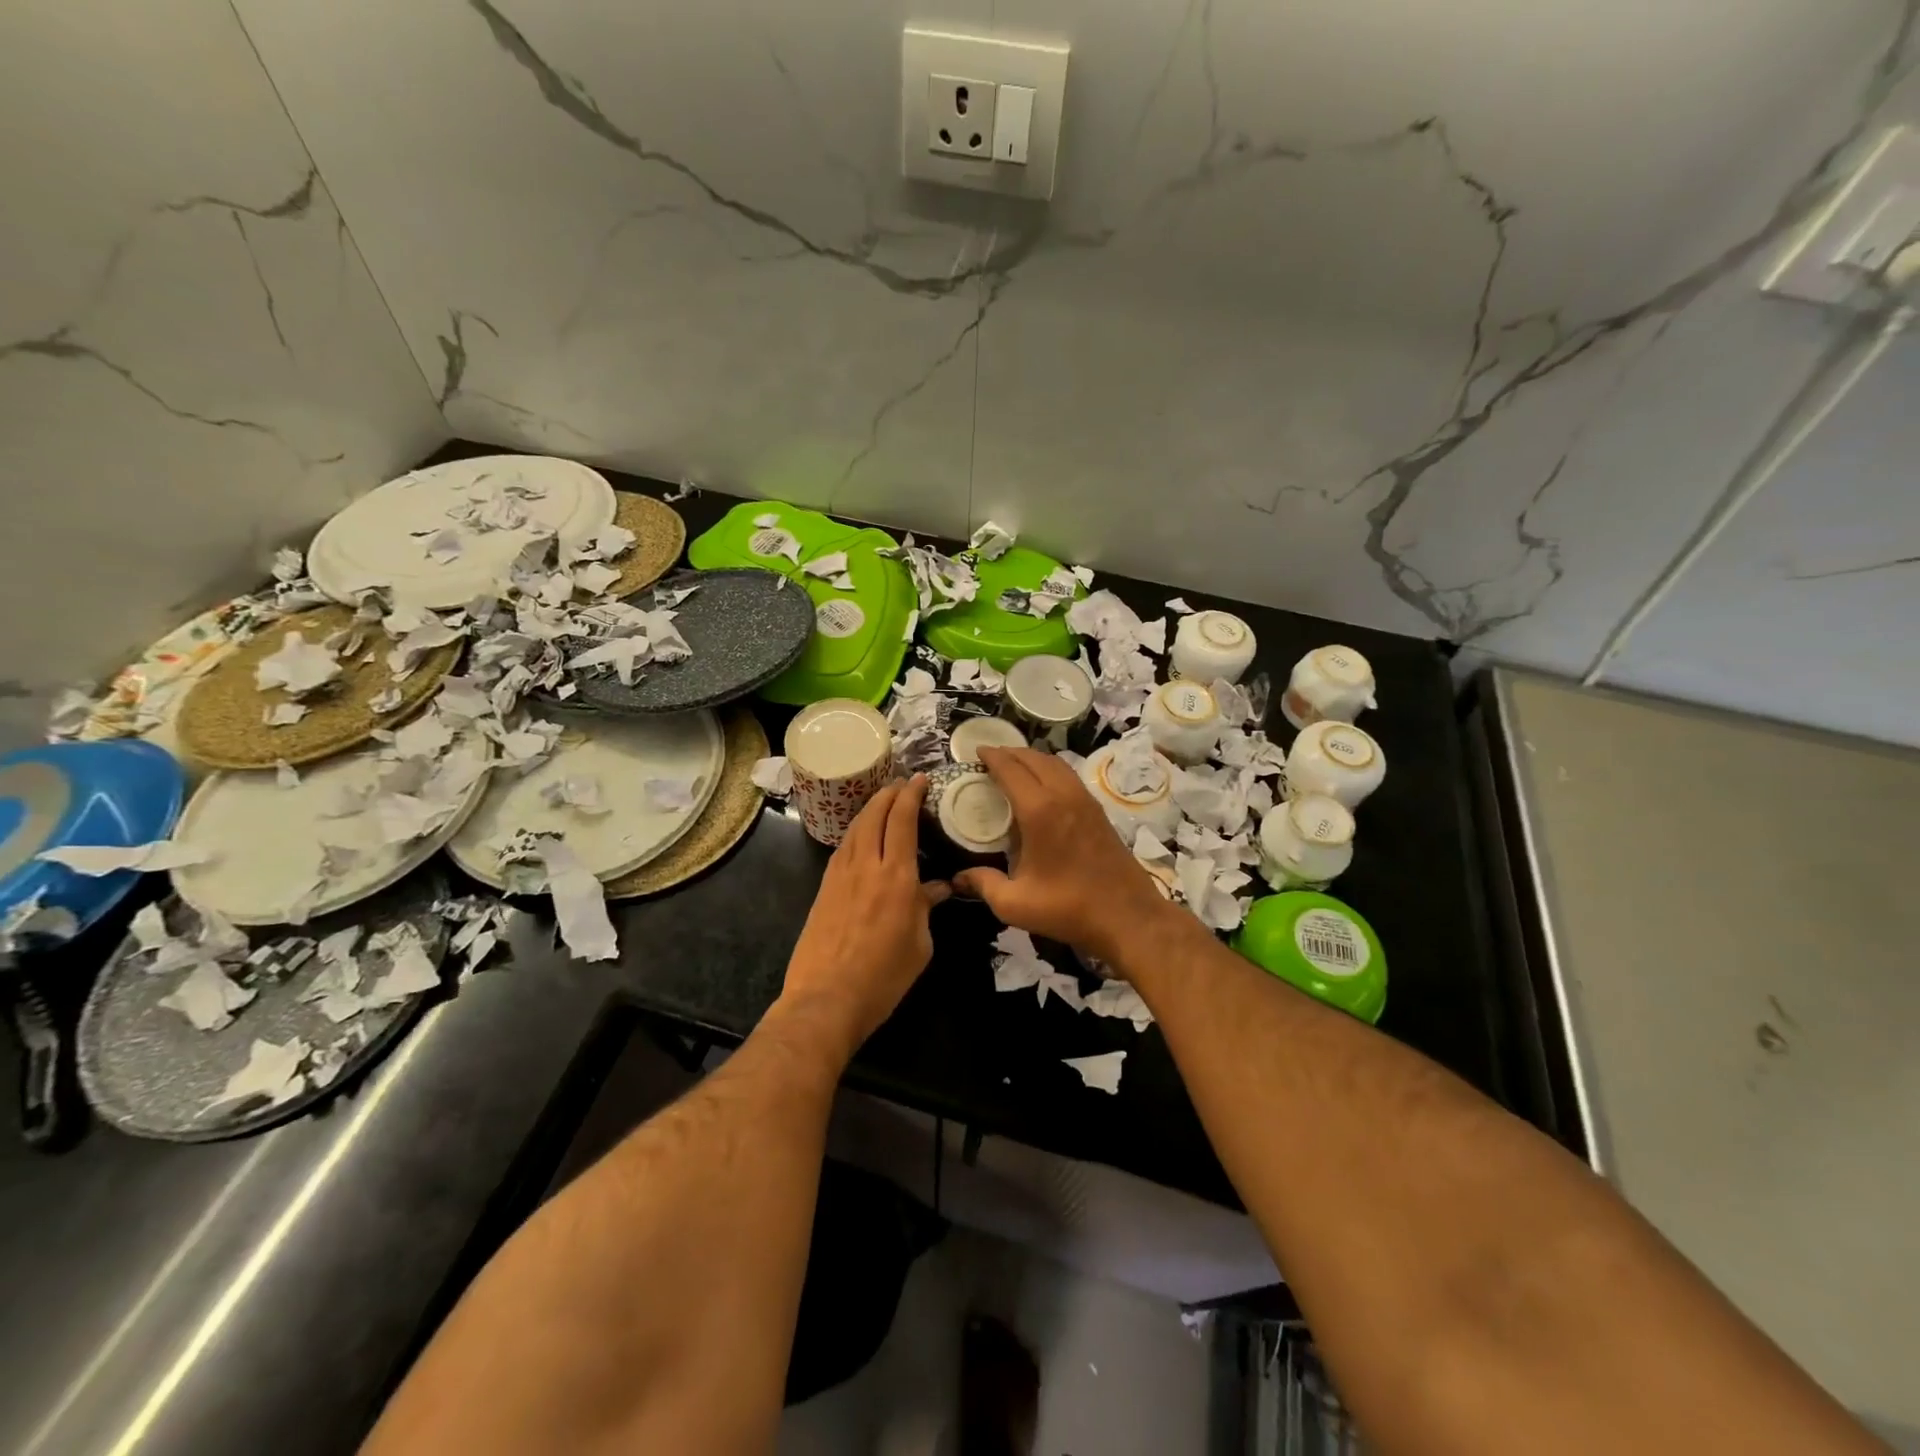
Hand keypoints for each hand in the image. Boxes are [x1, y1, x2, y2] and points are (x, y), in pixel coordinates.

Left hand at [779, 775, 950, 1054]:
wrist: (826, 999)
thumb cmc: (883, 978)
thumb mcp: (919, 945)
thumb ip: (927, 908)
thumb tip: (938, 888)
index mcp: (897, 877)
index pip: (903, 820)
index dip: (911, 794)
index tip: (920, 779)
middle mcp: (867, 866)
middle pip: (874, 814)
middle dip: (889, 792)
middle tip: (901, 784)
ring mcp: (840, 875)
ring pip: (855, 827)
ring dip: (869, 808)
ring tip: (882, 802)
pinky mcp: (824, 888)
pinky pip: (842, 847)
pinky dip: (856, 831)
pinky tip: (861, 836)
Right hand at [954, 747, 1171, 963]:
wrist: (1128, 916)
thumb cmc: (1068, 908)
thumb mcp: (1015, 903)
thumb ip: (983, 885)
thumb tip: (958, 878)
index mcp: (1040, 811)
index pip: (1011, 770)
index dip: (992, 757)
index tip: (976, 750)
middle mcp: (1063, 795)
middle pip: (1034, 759)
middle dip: (1010, 753)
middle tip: (990, 757)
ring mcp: (1085, 800)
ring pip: (1055, 764)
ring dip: (1032, 758)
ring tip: (1014, 766)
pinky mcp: (1098, 810)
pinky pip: (1069, 776)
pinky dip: (1050, 769)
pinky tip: (1042, 785)